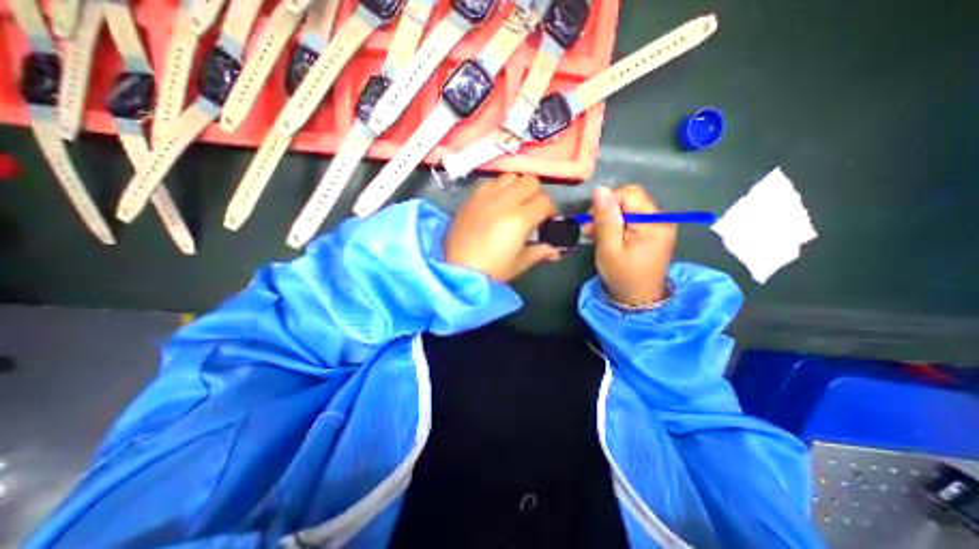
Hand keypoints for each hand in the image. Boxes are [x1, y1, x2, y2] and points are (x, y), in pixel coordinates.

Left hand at [444, 173, 557, 282]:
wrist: (457, 269)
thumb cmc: (492, 270)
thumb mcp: (520, 263)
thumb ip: (540, 252)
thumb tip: (555, 252)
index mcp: (520, 218)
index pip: (545, 201)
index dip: (549, 211)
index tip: (545, 220)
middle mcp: (505, 201)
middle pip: (530, 181)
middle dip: (535, 194)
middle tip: (530, 210)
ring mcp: (486, 196)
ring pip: (510, 176)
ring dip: (516, 187)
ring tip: (512, 203)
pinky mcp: (472, 197)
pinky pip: (490, 182)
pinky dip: (498, 188)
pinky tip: (494, 204)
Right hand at [584, 184, 677, 303]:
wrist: (638, 299)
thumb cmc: (622, 275)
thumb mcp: (609, 247)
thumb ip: (605, 217)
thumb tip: (600, 189)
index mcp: (653, 222)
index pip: (629, 193)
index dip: (607, 202)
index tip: (591, 221)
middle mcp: (661, 218)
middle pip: (630, 199)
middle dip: (607, 211)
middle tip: (591, 230)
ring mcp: (660, 225)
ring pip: (629, 208)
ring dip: (610, 218)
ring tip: (596, 235)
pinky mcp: (655, 231)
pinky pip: (633, 218)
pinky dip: (618, 224)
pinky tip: (608, 237)